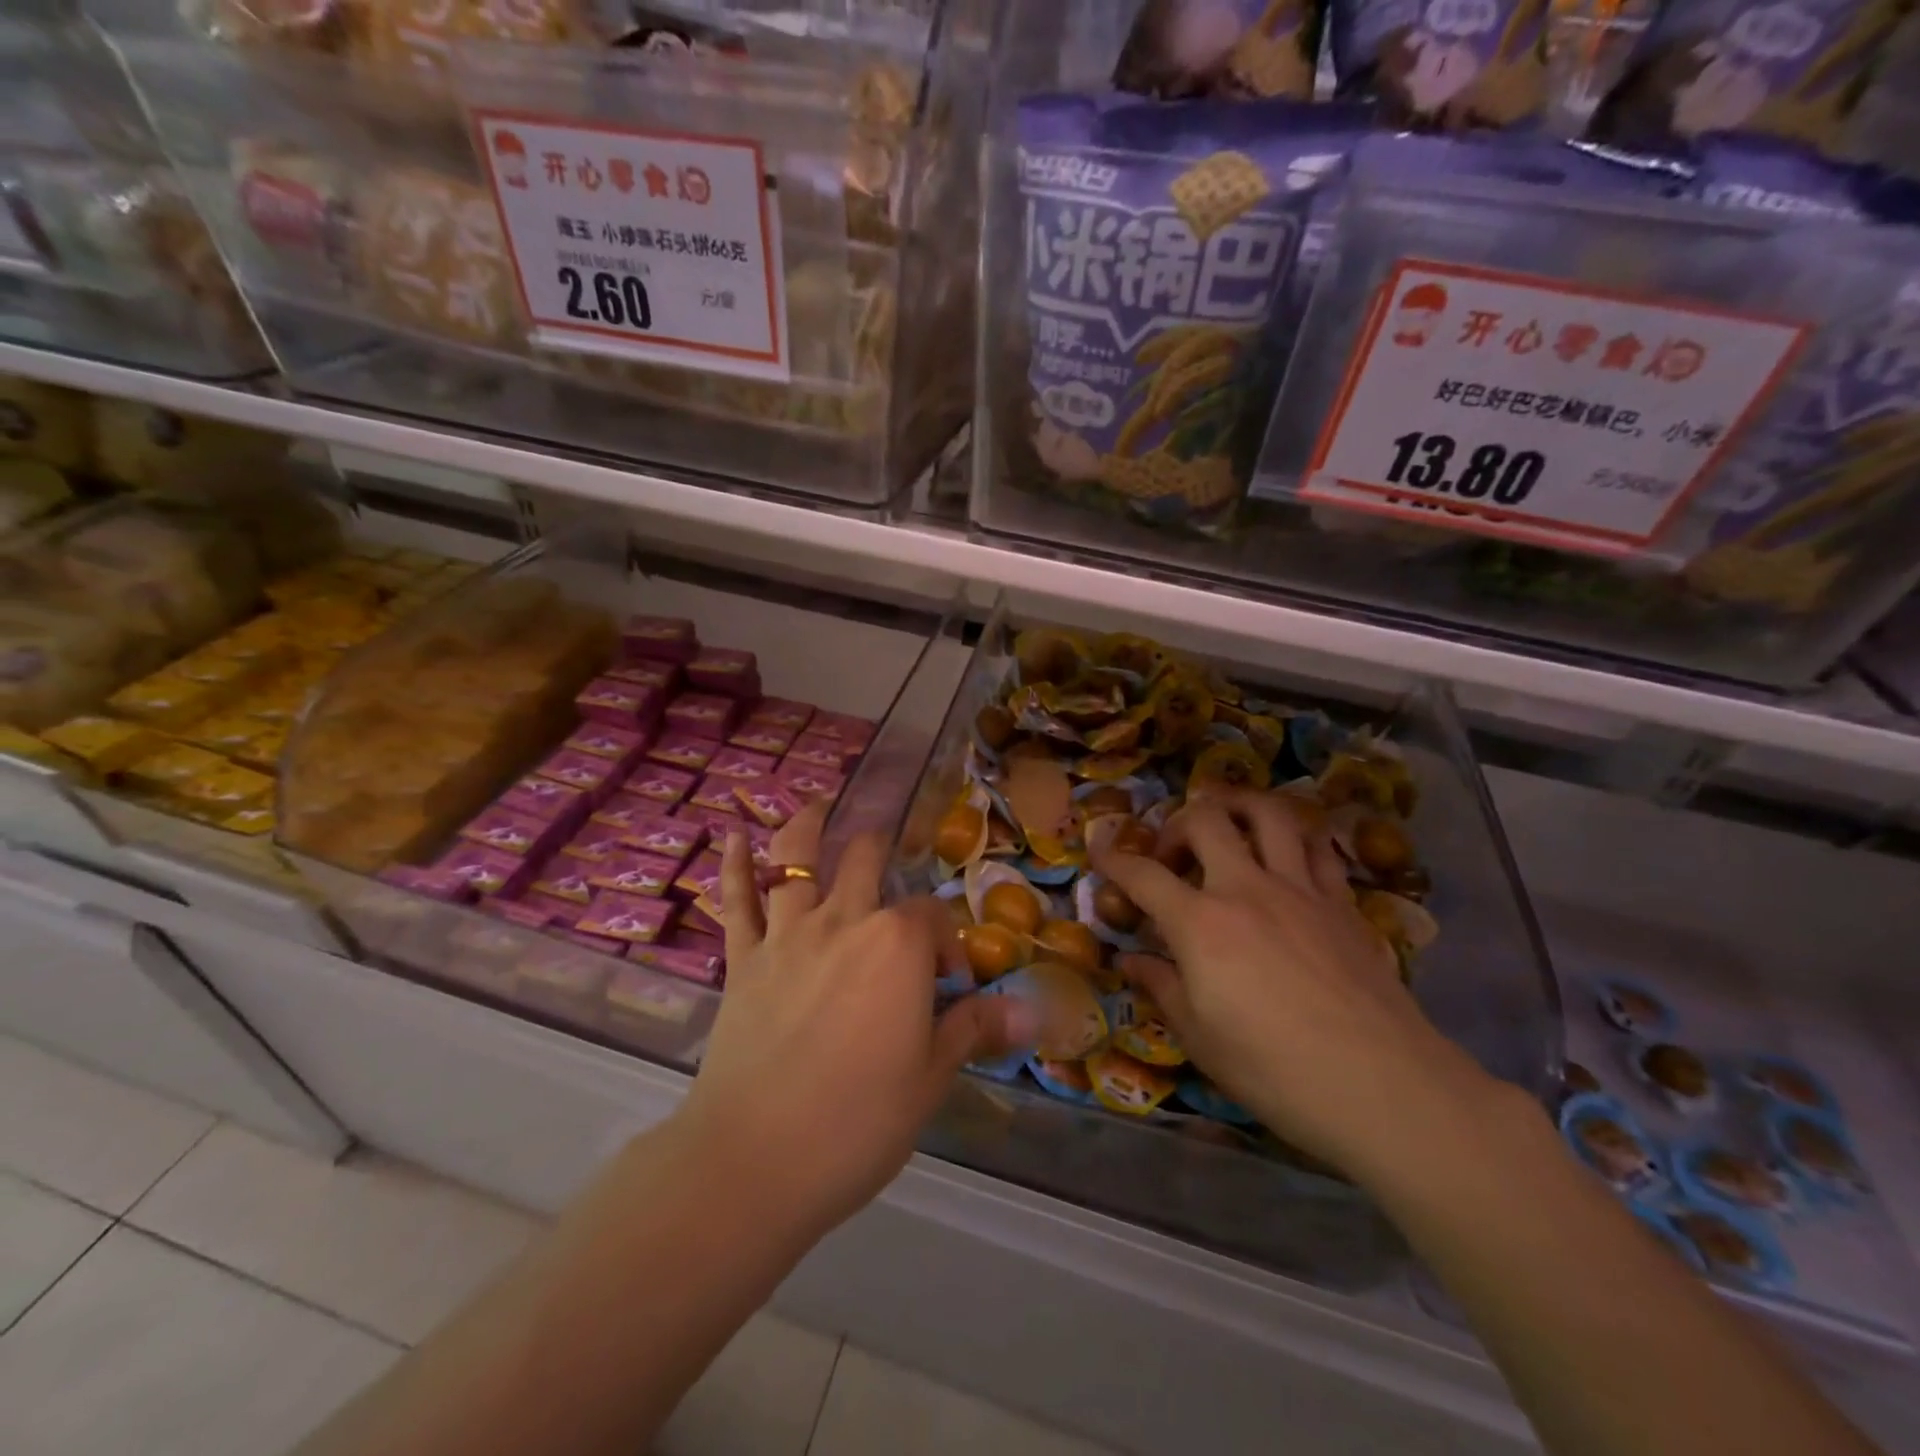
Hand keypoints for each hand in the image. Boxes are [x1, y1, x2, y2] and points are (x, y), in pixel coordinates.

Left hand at [677, 804, 1033, 1237]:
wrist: (754, 1160)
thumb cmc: (858, 1121)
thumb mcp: (930, 1076)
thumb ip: (974, 1028)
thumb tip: (1031, 1009)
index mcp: (898, 944)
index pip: (931, 915)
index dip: (946, 941)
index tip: (949, 984)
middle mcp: (844, 920)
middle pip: (865, 860)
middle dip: (881, 849)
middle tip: (887, 853)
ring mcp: (787, 935)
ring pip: (796, 860)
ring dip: (809, 827)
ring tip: (819, 806)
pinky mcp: (743, 959)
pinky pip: (736, 901)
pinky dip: (734, 865)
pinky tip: (731, 835)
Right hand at [1093, 789, 1495, 1183]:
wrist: (1383, 1086)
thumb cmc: (1275, 1069)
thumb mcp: (1200, 1037)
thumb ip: (1161, 986)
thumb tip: (1130, 960)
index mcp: (1201, 923)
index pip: (1143, 875)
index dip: (1114, 860)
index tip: (1100, 852)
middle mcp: (1247, 888)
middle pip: (1205, 820)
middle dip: (1176, 824)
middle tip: (1171, 856)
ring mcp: (1300, 889)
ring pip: (1269, 813)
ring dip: (1239, 806)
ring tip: (1228, 826)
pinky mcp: (1342, 903)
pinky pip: (1317, 848)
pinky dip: (1294, 839)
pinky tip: (1287, 857)